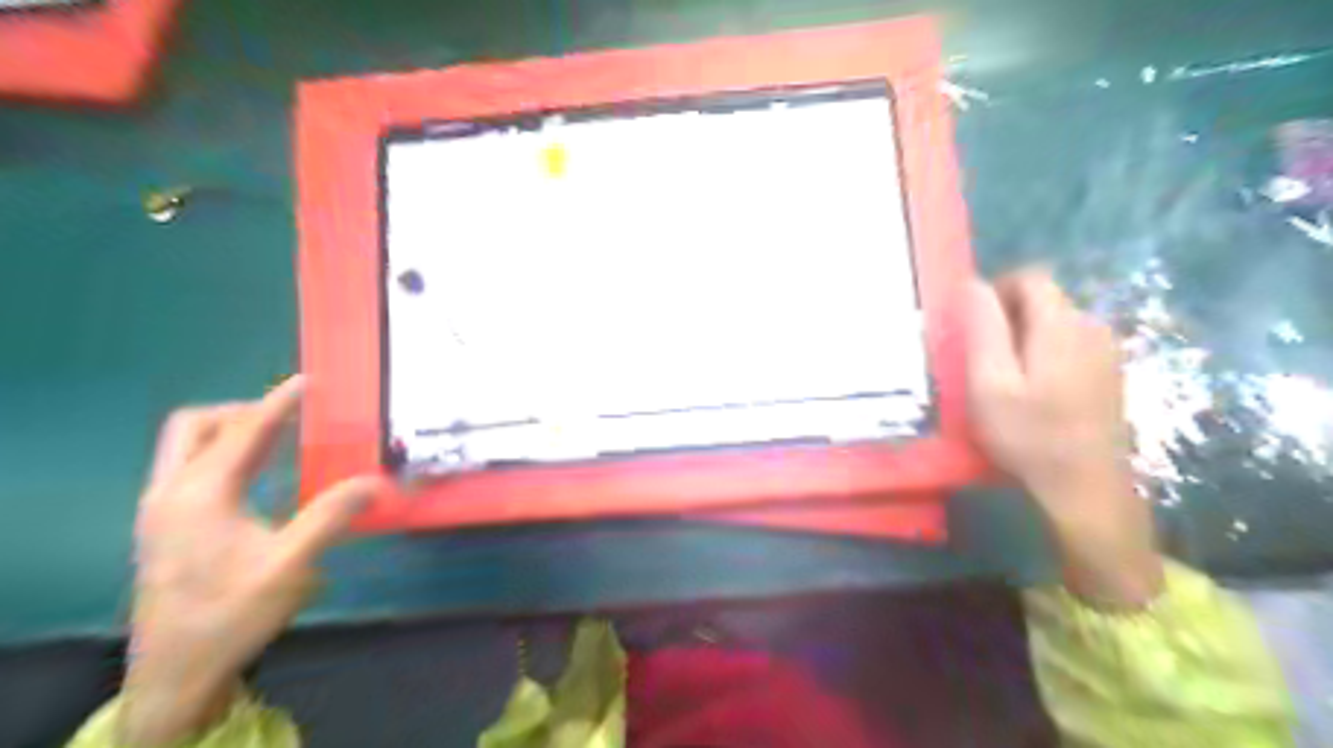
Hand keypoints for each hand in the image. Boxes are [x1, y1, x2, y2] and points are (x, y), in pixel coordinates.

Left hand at [119, 377, 385, 744]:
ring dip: (229, 432)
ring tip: (279, 436)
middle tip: (287, 417)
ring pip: (185, 447)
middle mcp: (171, 493)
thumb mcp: (289, 566)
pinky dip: (222, 454)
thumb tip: (376, 481)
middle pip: (193, 427)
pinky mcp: (163, 526)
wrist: (175, 671)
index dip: (277, 403)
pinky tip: (256, 472)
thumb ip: (331, 516)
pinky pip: (188, 468)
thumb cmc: (231, 613)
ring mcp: (161, 510)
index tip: (307, 382)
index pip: (242, 433)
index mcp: (199, 496)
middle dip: (240, 412)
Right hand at [965, 271, 1163, 610]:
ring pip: (1056, 322)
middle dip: (1007, 316)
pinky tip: (1034, 391)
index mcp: (1061, 324)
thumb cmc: (1029, 436)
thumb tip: (972, 283)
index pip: (1030, 277)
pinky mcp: (1110, 373)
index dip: (995, 289)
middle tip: (981, 358)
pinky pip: (1070, 344)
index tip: (972, 325)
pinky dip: (1044, 353)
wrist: (1086, 489)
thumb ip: (982, 328)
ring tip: (1003, 377)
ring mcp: (1106, 350)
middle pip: (1044, 298)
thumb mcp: (989, 383)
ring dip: (1024, 336)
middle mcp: (1092, 326)